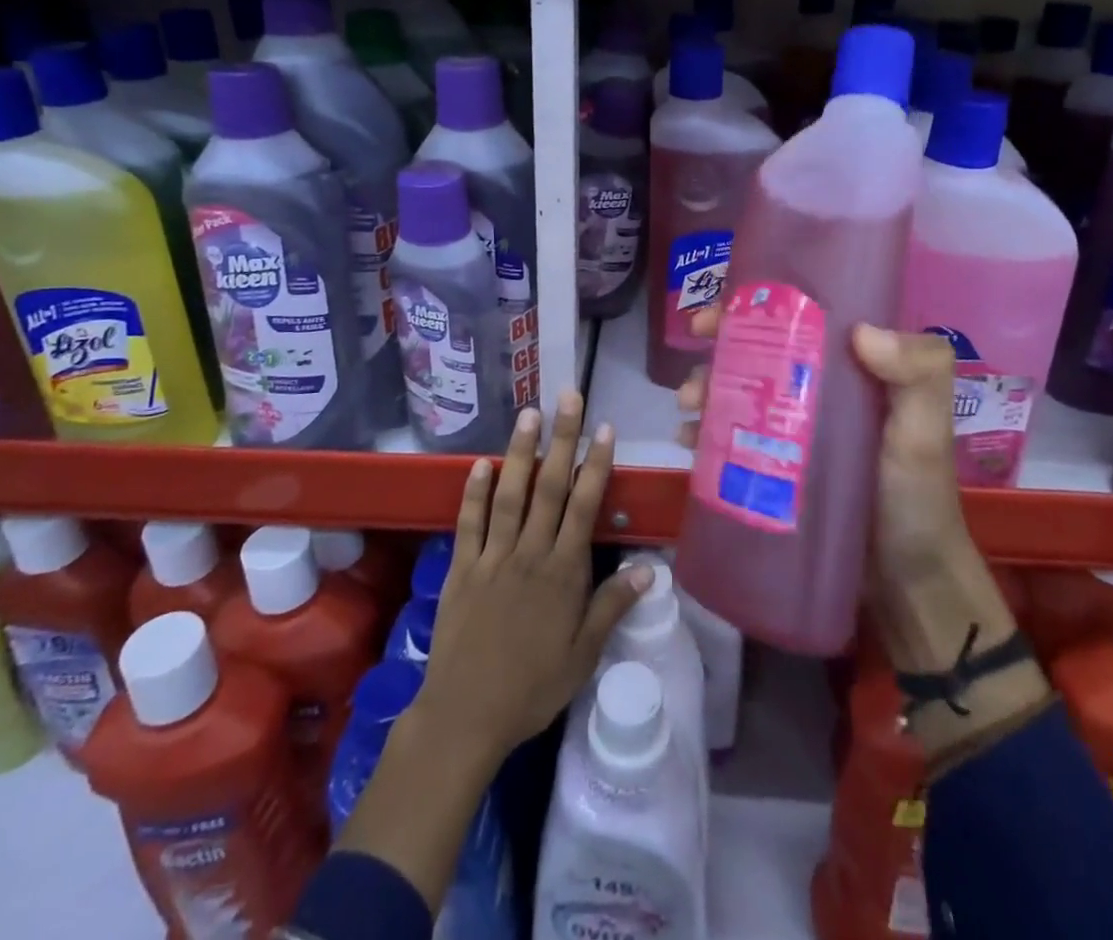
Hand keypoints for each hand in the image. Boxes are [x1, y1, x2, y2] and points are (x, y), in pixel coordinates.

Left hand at [417, 392, 652, 764]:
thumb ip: (612, 605)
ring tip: (528, 414)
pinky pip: (469, 522)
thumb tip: (650, 568)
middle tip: (568, 397)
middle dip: (562, 439)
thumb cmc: (533, 687)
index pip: (584, 506)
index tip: (605, 429)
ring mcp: (493, 556)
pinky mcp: (462, 567)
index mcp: (563, 572)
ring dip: (520, 452)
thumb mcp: (584, 655)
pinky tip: (480, 463)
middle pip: (549, 487)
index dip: (596, 465)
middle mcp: (530, 553)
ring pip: (509, 494)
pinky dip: (474, 492)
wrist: (468, 715)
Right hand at [678, 311, 1028, 685]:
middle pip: (754, 355)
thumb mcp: (926, 431)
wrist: (906, 584)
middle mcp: (815, 390)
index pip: (794, 322)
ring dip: (704, 392)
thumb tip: (861, 331)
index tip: (714, 317)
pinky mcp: (774, 469)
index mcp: (848, 369)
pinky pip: (731, 439)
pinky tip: (687, 441)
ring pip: (737, 394)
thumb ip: (919, 374)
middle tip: (695, 374)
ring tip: (688, 410)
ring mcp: (791, 431)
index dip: (749, 311)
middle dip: (714, 355)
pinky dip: (705, 433)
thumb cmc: (916, 498)